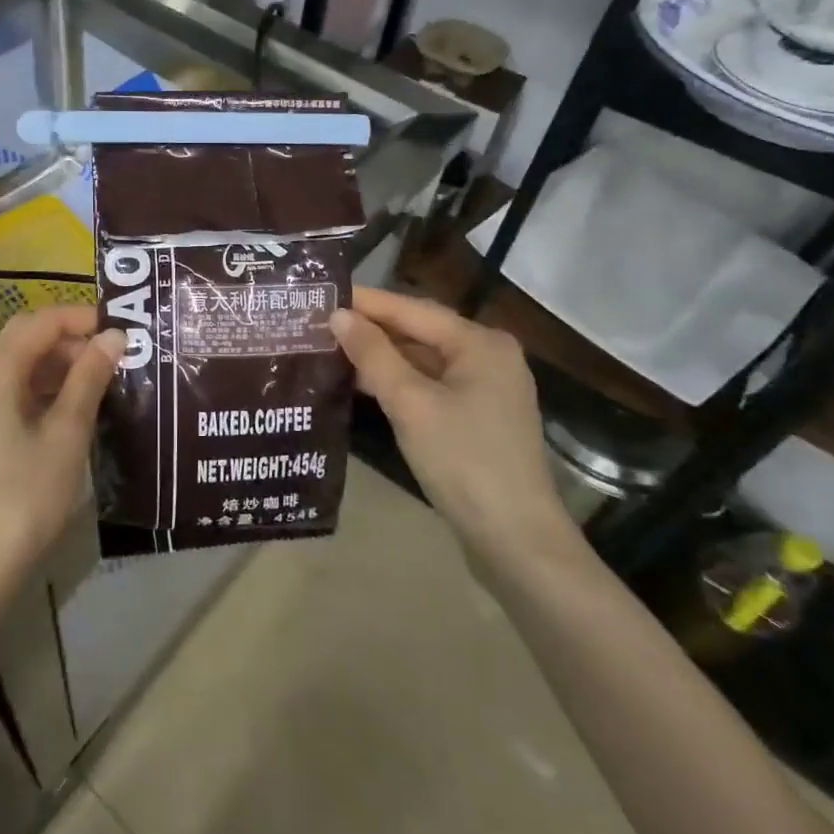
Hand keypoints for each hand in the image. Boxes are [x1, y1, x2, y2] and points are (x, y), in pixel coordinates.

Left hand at [0, 306, 122, 617]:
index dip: (80, 318)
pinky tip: (70, 408)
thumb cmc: (27, 497)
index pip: (39, 322)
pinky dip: (39, 389)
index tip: (120, 328)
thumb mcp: (67, 434)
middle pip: (23, 339)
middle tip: (114, 356)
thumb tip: (114, 337)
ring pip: (16, 366)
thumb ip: (89, 378)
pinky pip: (7, 392)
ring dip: (56, 365)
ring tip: (100, 381)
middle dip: (69, 340)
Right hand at [330, 286, 575, 561]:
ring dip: (380, 356)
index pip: (412, 308)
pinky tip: (361, 383)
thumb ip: (373, 355)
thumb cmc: (463, 460)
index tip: (322, 293)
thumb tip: (338, 314)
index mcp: (480, 343)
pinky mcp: (477, 418)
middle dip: (370, 328)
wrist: (515, 541)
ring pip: (423, 360)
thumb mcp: (411, 403)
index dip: (366, 301)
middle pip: (419, 331)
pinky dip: (397, 381)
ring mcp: (486, 389)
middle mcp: (488, 356)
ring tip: (330, 348)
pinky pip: (430, 385)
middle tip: (318, 321)